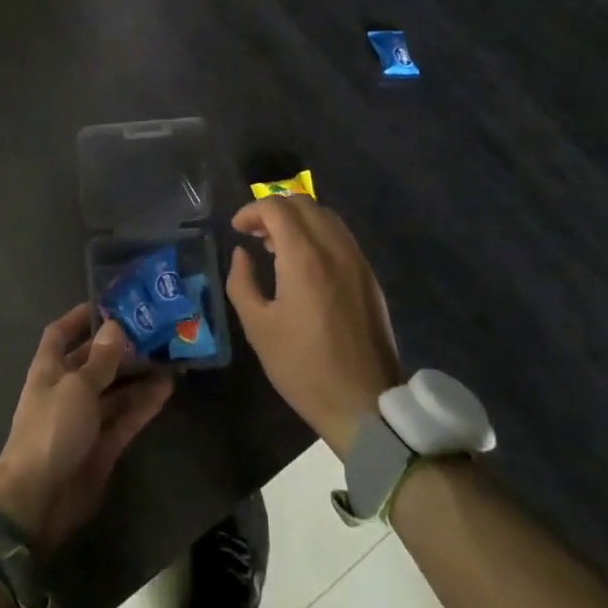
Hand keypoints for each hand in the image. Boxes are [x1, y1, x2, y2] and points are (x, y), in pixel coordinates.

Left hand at [0, 305, 173, 553]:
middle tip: (154, 329)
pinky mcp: (103, 445)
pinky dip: (144, 403)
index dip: (80, 317)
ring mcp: (86, 418)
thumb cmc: (51, 430)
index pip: (61, 333)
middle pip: (95, 360)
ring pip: (116, 389)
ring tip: (169, 356)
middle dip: (121, 346)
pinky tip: (167, 388)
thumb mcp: (77, 388)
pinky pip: (126, 416)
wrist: (38, 501)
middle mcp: (67, 389)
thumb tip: (115, 326)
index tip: (109, 303)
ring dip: (138, 374)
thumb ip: (100, 359)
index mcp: (49, 369)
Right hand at [226, 196, 401, 456]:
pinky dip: (318, 233)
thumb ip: (242, 282)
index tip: (237, 229)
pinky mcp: (369, 276)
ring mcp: (357, 261)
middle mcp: (334, 248)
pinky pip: (341, 236)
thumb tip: (242, 254)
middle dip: (273, 209)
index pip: (276, 207)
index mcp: (304, 257)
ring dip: (297, 219)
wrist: (364, 404)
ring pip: (326, 216)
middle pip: (303, 203)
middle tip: (254, 234)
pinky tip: (305, 262)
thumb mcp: (258, 327)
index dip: (251, 210)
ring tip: (277, 246)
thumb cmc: (303, 367)